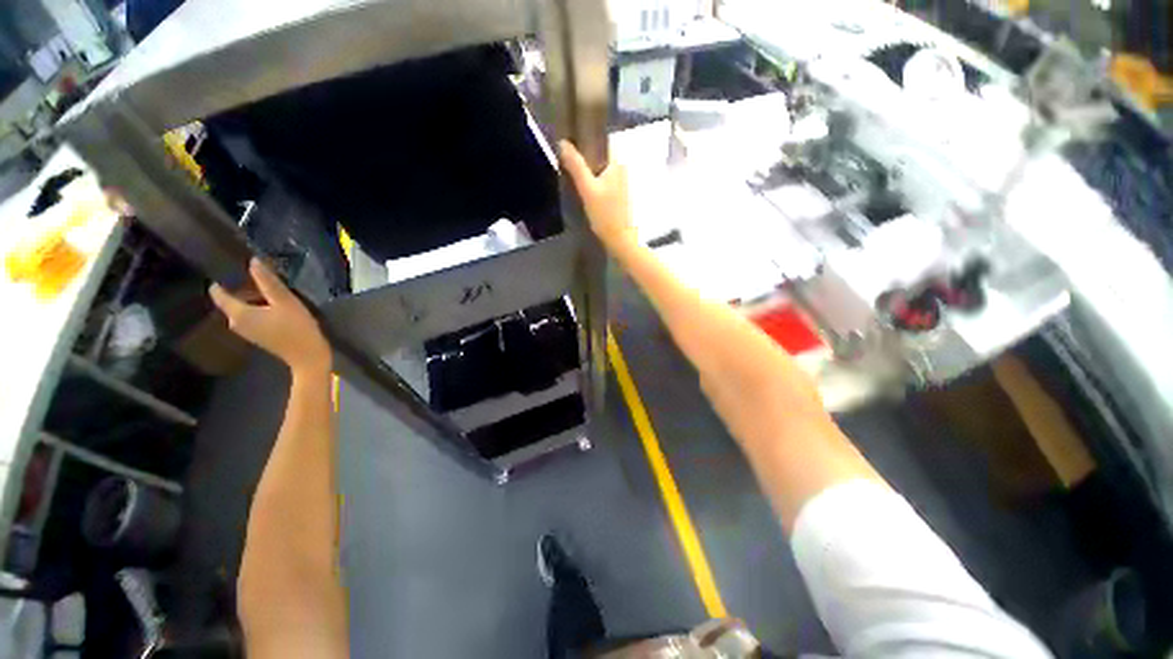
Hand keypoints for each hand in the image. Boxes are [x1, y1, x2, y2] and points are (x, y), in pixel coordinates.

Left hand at [209, 258, 331, 376]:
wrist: (308, 357)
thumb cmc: (297, 328)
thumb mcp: (285, 301)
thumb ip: (268, 281)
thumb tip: (253, 261)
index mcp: (239, 313)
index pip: (218, 293)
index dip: (221, 278)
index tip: (229, 265)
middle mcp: (236, 322)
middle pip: (233, 299)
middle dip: (242, 286)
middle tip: (258, 272)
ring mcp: (247, 330)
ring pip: (243, 307)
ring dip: (252, 296)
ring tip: (268, 284)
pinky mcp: (258, 335)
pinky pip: (251, 315)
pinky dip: (259, 306)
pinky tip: (274, 302)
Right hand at [558, 141, 636, 249]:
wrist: (620, 239)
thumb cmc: (605, 214)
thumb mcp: (587, 189)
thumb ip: (576, 166)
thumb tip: (563, 143)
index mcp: (618, 162)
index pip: (601, 141)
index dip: (586, 140)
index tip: (570, 145)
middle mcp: (622, 169)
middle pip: (600, 155)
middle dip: (585, 158)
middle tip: (568, 163)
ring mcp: (622, 183)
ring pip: (601, 169)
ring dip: (589, 171)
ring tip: (573, 176)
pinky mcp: (619, 195)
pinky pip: (603, 181)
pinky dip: (594, 183)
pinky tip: (585, 191)